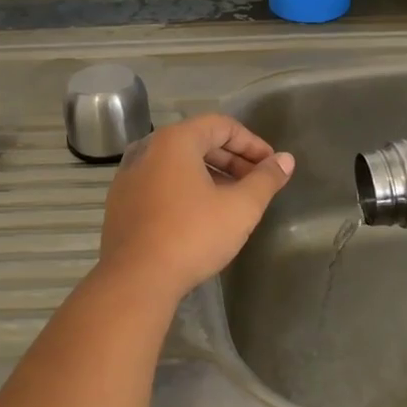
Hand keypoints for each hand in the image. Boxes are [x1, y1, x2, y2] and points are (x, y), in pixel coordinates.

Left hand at [98, 114, 294, 298]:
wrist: (135, 280)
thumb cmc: (192, 235)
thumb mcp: (240, 208)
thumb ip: (265, 179)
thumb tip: (285, 160)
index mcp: (174, 141)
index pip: (221, 125)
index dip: (252, 143)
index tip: (271, 166)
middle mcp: (147, 150)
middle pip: (198, 142)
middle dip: (232, 160)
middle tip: (257, 183)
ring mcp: (129, 176)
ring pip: (178, 165)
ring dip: (210, 175)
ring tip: (233, 200)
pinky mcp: (121, 202)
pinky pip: (160, 184)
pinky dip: (185, 190)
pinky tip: (200, 216)